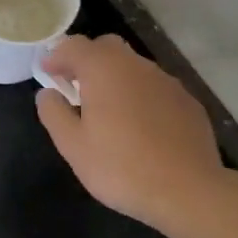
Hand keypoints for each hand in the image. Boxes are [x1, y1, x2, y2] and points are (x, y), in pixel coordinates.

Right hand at [37, 35, 226, 232]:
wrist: (190, 192)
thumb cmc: (121, 167)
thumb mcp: (72, 146)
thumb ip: (53, 113)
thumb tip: (48, 94)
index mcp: (103, 69)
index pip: (73, 45)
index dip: (56, 57)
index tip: (48, 74)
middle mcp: (136, 65)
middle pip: (106, 47)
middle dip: (87, 60)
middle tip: (76, 87)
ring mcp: (167, 82)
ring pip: (133, 66)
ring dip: (116, 77)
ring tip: (108, 109)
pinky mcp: (189, 102)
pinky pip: (156, 88)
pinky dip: (141, 95)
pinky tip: (141, 126)